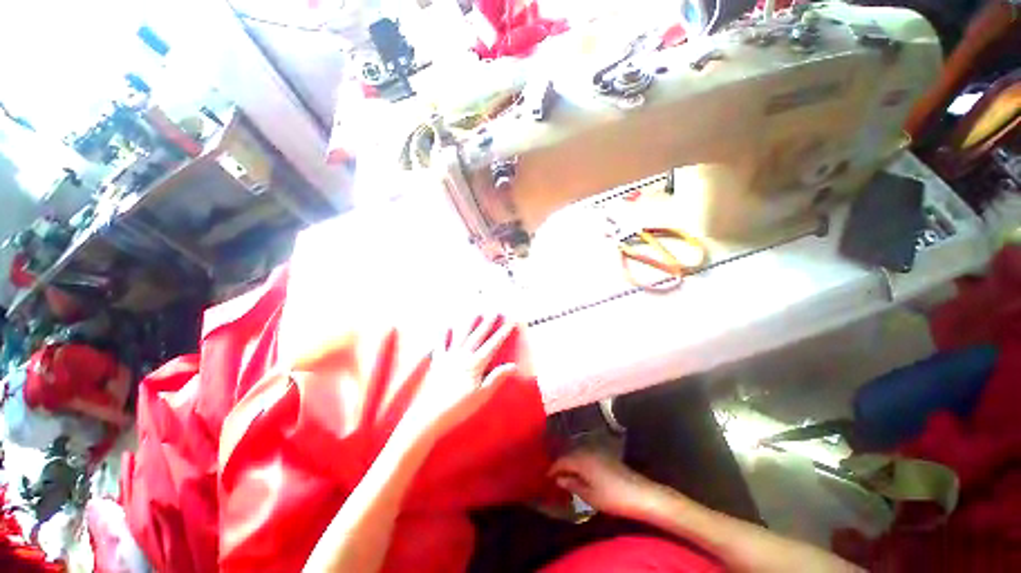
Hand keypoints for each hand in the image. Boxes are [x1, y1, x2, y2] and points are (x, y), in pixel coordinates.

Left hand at [399, 313, 520, 444]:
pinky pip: (440, 345)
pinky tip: (446, 327)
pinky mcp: (437, 362)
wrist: (430, 415)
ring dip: (469, 324)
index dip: (503, 333)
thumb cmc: (459, 407)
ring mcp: (449, 357)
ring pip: (461, 336)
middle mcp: (463, 356)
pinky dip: (443, 335)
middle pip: (478, 336)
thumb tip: (513, 365)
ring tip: (474, 313)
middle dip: (487, 323)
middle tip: (494, 312)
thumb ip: (497, 378)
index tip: (510, 322)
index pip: (493, 345)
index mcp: (475, 364)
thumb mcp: (482, 395)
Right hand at [550, 449, 666, 520]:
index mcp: (581, 459)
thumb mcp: (589, 495)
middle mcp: (587, 450)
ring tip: (565, 475)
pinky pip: (586, 455)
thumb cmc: (612, 497)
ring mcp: (598, 451)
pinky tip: (580, 472)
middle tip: (553, 476)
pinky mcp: (606, 455)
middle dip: (561, 464)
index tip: (545, 477)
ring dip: (570, 463)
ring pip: (578, 454)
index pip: (561, 461)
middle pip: (569, 454)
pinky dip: (580, 462)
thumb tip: (558, 479)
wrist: (641, 494)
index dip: (553, 469)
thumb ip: (572, 484)